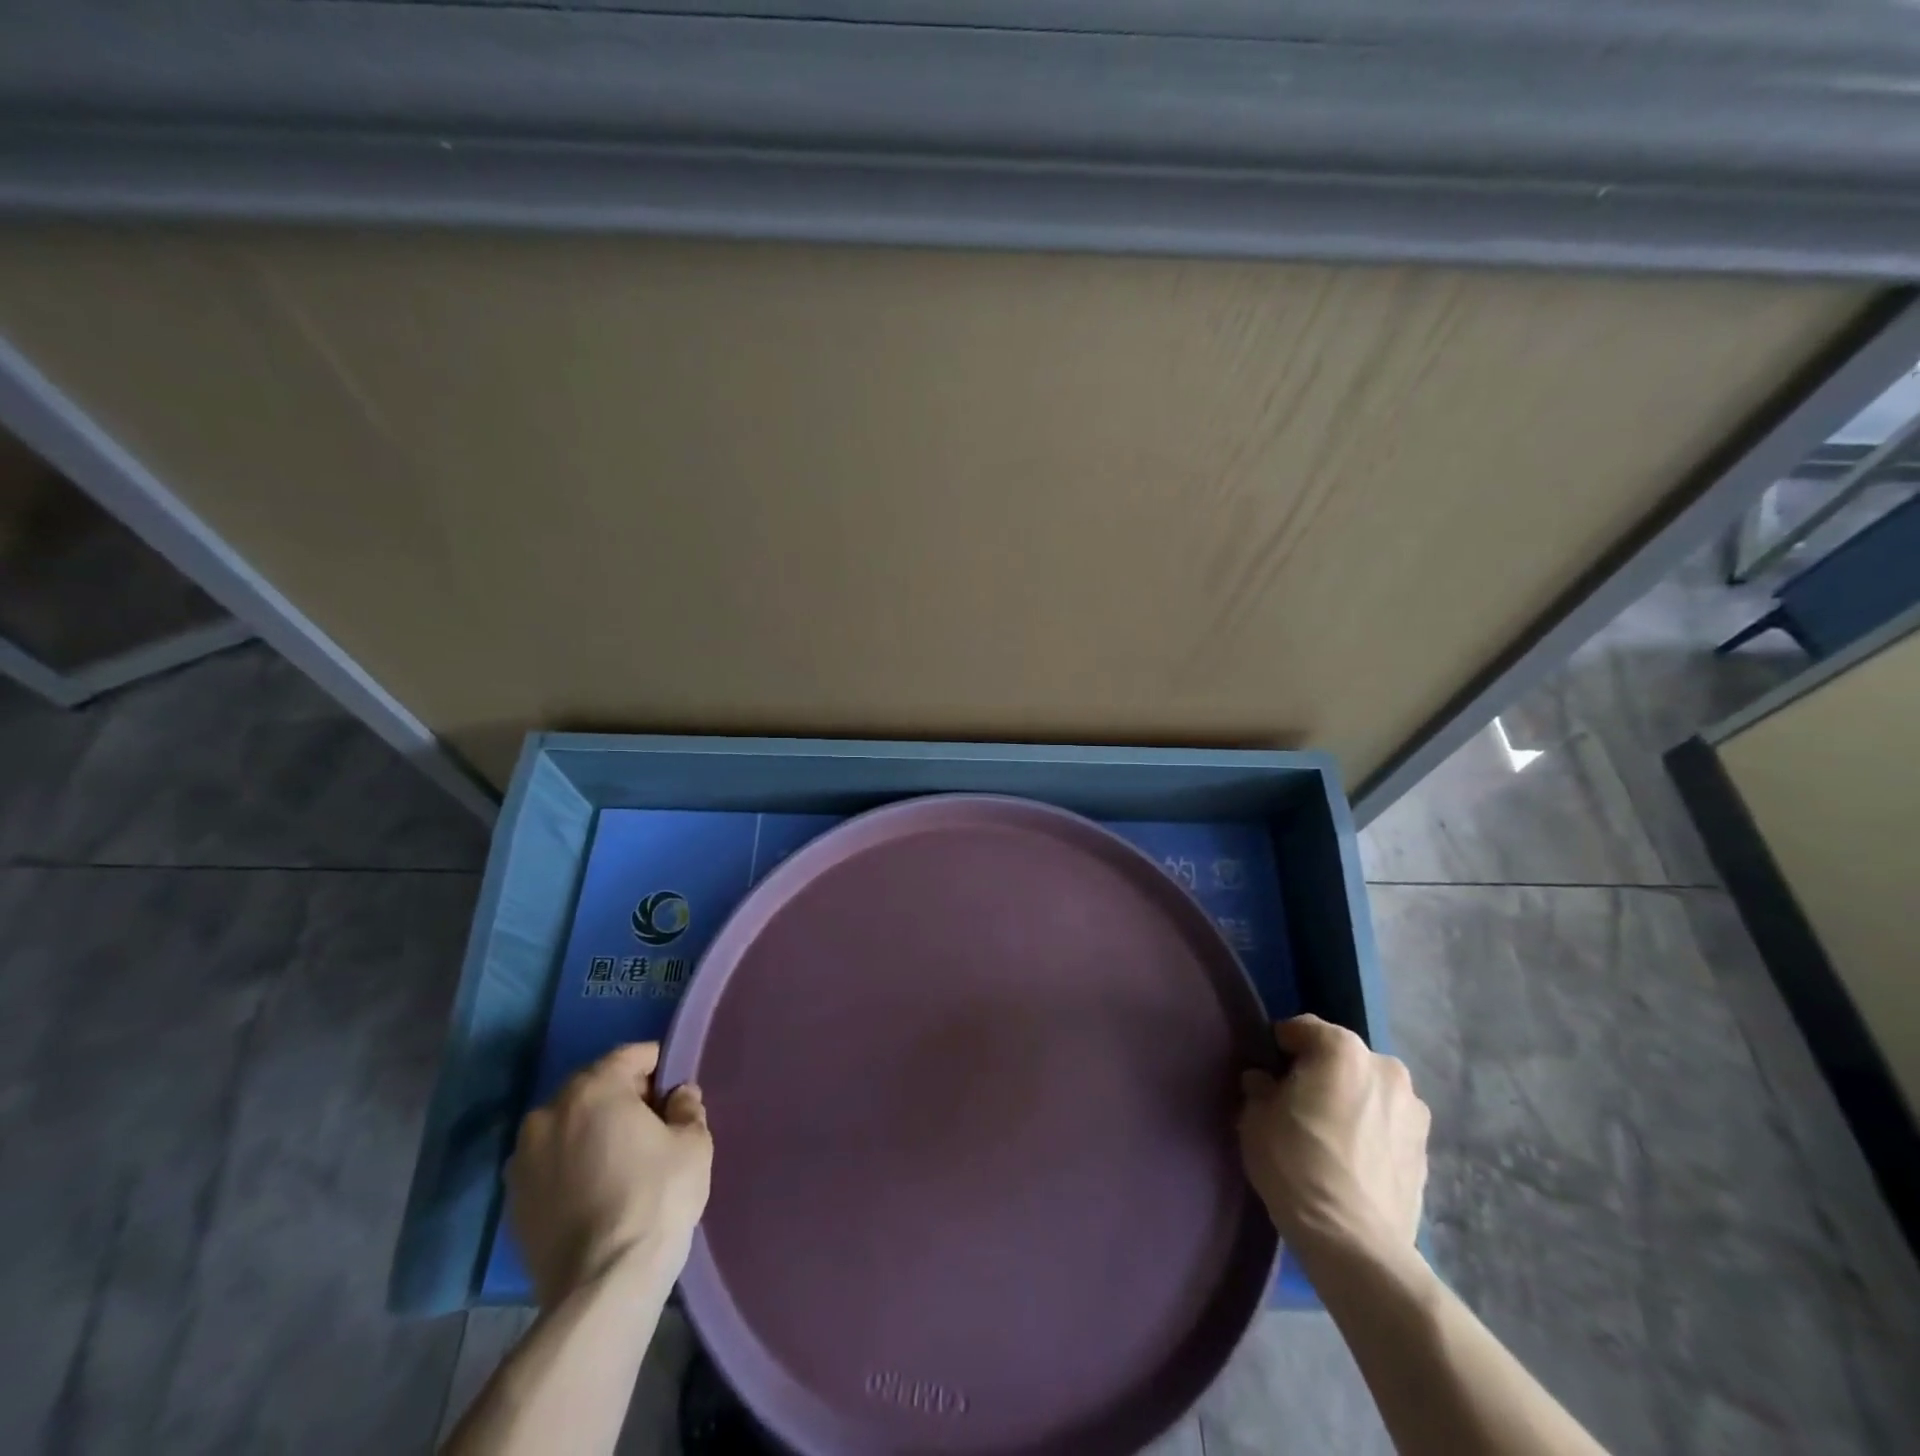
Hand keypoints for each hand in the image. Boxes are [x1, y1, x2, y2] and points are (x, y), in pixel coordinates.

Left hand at [507, 1042, 712, 1307]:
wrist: (602, 1286)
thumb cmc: (656, 1199)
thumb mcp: (692, 1144)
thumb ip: (687, 1108)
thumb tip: (678, 1095)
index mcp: (593, 1089)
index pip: (630, 1056)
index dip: (658, 1067)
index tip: (675, 1091)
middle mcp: (549, 1113)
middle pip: (594, 1087)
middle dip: (623, 1097)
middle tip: (652, 1125)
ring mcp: (523, 1159)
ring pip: (568, 1125)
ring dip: (592, 1131)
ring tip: (620, 1160)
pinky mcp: (513, 1201)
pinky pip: (550, 1163)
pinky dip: (570, 1165)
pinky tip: (595, 1190)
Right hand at [1238, 1015, 1428, 1267]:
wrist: (1355, 1243)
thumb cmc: (1296, 1164)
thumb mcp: (1256, 1117)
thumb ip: (1260, 1088)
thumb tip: (1265, 1082)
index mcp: (1342, 1049)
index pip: (1302, 1029)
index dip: (1280, 1048)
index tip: (1267, 1073)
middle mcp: (1385, 1068)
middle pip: (1341, 1059)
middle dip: (1321, 1073)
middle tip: (1297, 1105)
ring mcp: (1413, 1111)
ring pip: (1369, 1091)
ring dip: (1350, 1102)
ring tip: (1329, 1136)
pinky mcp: (1427, 1151)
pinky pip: (1387, 1125)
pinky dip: (1370, 1131)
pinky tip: (1352, 1161)